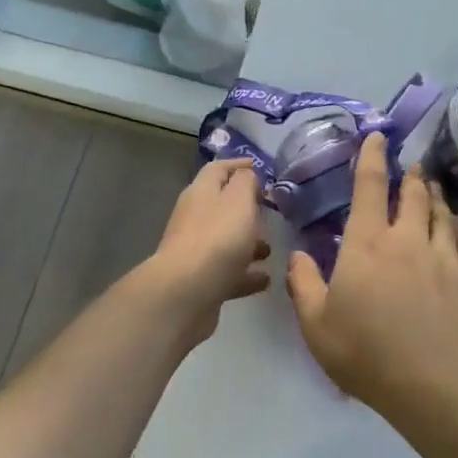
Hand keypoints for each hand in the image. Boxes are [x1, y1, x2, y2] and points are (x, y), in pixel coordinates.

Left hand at [148, 159, 270, 322]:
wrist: (187, 293)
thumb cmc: (218, 238)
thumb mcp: (239, 200)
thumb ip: (246, 182)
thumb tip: (246, 175)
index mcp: (201, 192)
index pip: (218, 169)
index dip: (238, 164)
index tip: (258, 166)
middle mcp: (195, 217)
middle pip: (222, 205)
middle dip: (246, 207)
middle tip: (270, 211)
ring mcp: (196, 250)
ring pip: (226, 240)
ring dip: (248, 242)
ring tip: (271, 249)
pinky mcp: (201, 279)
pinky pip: (228, 271)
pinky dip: (246, 272)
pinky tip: (265, 279)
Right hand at [286, 133, 457, 414]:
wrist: (436, 383)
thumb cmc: (367, 353)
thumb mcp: (316, 325)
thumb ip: (303, 285)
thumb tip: (298, 255)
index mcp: (367, 243)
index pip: (369, 187)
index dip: (371, 158)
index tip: (377, 137)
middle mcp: (407, 238)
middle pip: (412, 193)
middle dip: (410, 175)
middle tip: (411, 165)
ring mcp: (442, 255)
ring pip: (440, 211)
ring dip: (434, 195)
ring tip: (431, 186)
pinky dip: (457, 224)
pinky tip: (455, 223)